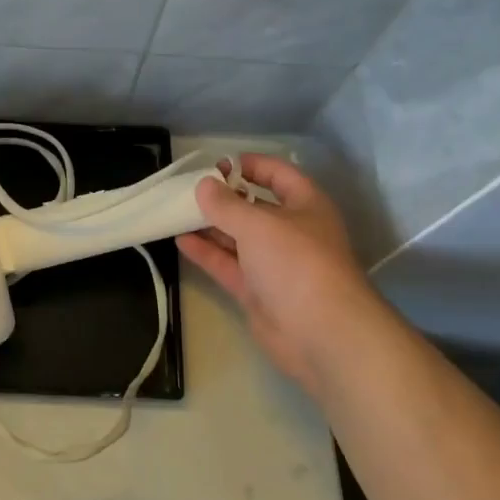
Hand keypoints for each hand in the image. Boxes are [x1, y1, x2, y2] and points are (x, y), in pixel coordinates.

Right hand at [177, 154, 392, 399]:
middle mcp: (292, 232)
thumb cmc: (296, 262)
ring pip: (238, 238)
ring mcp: (274, 264)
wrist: (322, 334)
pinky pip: (229, 265)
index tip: (218, 164)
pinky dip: (207, 252)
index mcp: (305, 206)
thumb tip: (204, 185)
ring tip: (177, 211)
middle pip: (255, 207)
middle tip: (190, 189)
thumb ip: (226, 204)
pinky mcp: (258, 292)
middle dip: (225, 197)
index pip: (279, 175)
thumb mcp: (258, 224)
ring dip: (211, 225)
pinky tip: (180, 240)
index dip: (251, 165)